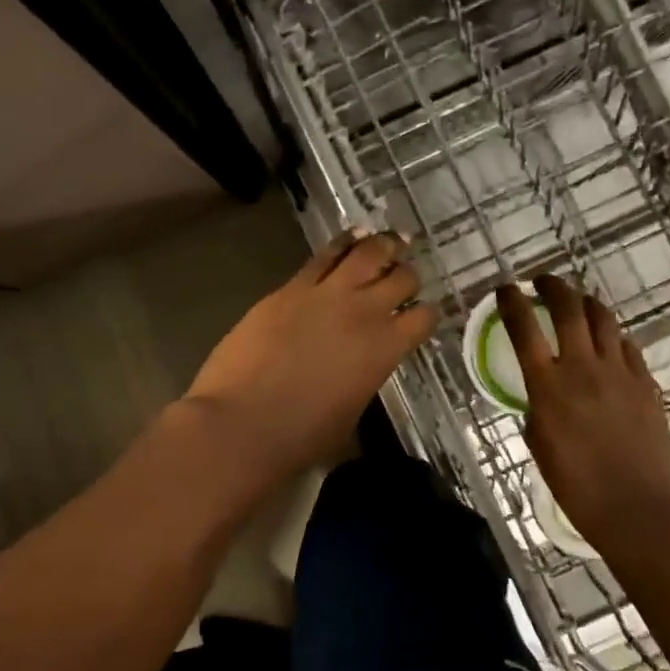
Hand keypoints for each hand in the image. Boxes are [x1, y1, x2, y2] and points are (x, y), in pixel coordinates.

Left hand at [186, 230, 439, 478]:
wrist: (242, 422)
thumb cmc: (300, 435)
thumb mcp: (350, 413)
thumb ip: (365, 379)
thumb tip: (361, 369)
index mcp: (385, 350)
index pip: (423, 318)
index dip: (427, 314)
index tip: (422, 314)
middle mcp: (364, 313)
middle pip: (402, 278)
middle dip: (408, 276)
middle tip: (406, 275)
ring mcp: (327, 294)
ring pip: (368, 253)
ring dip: (384, 245)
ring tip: (392, 240)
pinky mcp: (292, 287)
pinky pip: (325, 255)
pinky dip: (344, 242)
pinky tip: (352, 235)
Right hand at [497, 275, 669, 546]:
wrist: (638, 507)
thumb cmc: (577, 486)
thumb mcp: (539, 445)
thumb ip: (537, 410)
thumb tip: (542, 397)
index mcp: (548, 385)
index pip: (524, 328)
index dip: (512, 302)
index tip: (506, 288)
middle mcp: (583, 367)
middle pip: (569, 308)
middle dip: (553, 286)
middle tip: (544, 281)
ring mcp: (619, 372)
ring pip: (603, 319)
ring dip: (586, 302)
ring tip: (578, 301)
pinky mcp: (645, 383)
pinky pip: (627, 346)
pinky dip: (613, 335)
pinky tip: (609, 341)